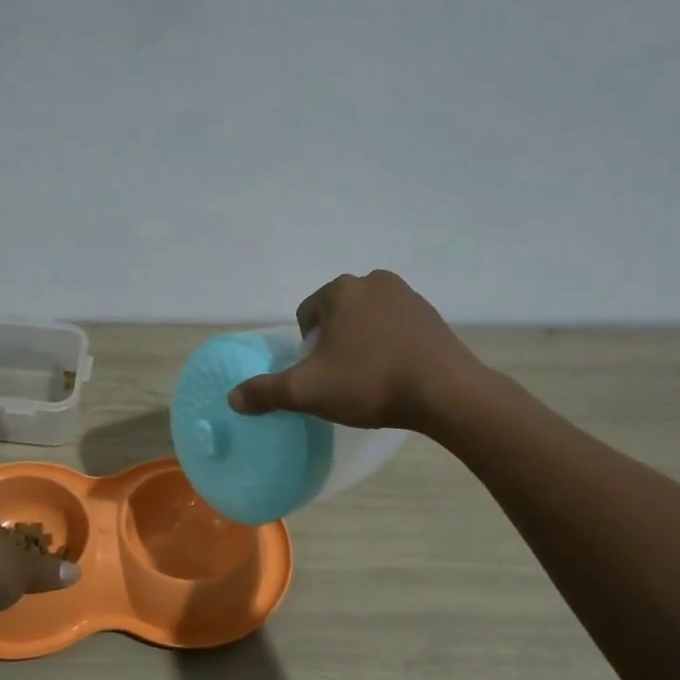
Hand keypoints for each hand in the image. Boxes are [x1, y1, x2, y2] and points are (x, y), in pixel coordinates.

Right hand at [227, 270, 478, 430]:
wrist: (446, 393)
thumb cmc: (370, 383)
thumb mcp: (307, 391)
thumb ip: (266, 392)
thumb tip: (233, 398)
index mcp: (341, 290)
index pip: (306, 316)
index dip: (306, 349)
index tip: (320, 375)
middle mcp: (375, 282)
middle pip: (337, 316)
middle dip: (334, 344)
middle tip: (342, 379)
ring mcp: (409, 296)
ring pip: (367, 321)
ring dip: (362, 344)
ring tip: (369, 379)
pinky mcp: (432, 316)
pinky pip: (396, 329)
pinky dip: (389, 347)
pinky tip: (396, 374)